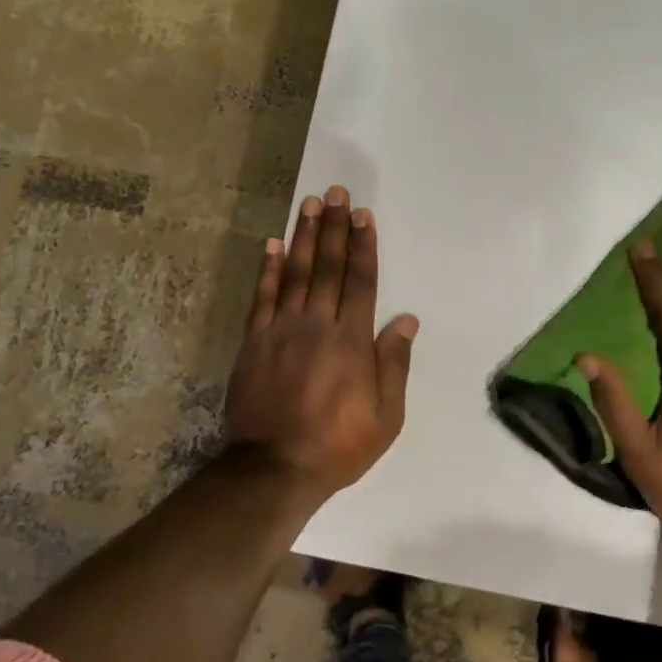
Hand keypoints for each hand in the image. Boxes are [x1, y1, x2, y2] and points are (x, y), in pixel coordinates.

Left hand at [224, 185, 418, 497]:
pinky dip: (267, 269)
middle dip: (334, 227)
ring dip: (302, 236)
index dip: (363, 246)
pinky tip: (271, 244)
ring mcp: (281, 330)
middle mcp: (317, 325)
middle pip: (327, 266)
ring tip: (309, 204)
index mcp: (352, 341)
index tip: (364, 215)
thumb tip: (406, 319)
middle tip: (336, 193)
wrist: (274, 468)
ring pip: (294, 272)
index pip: (361, 281)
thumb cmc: (338, 445)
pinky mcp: (255, 342)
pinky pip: (262, 296)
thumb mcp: (386, 416)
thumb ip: (395, 364)